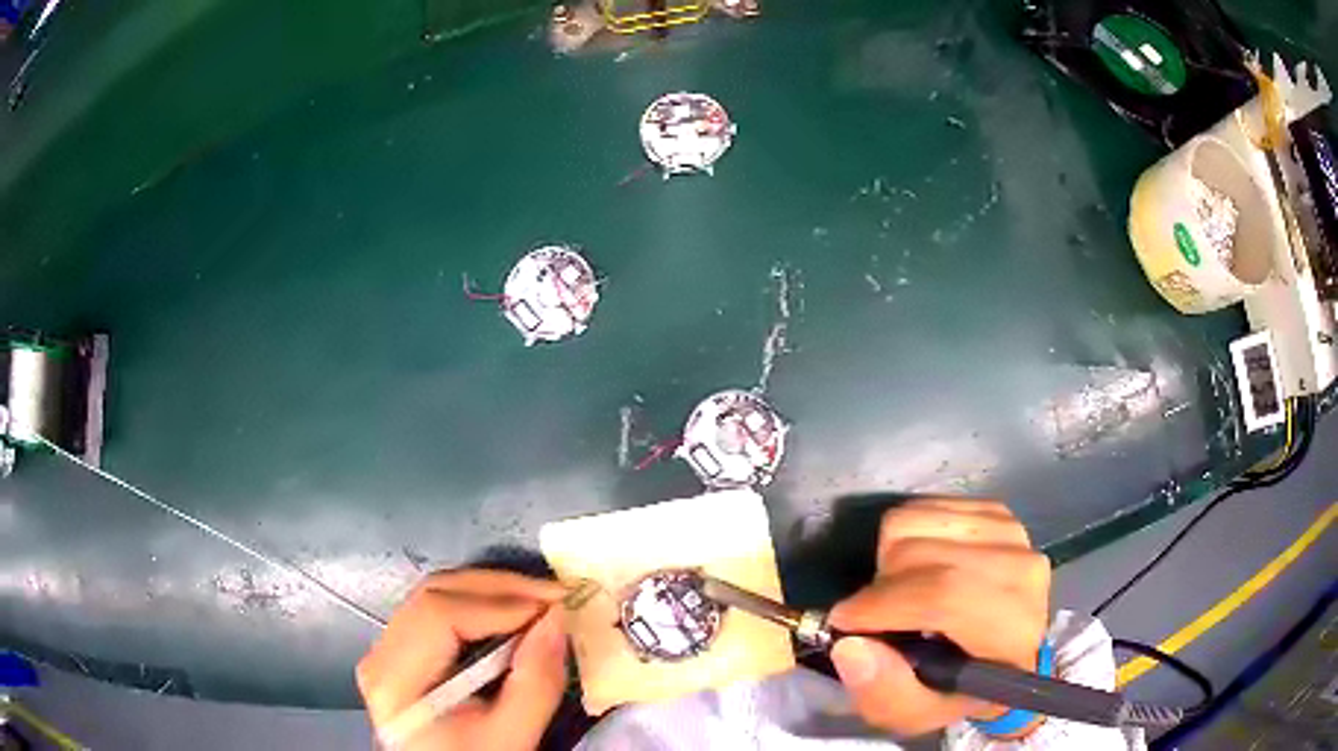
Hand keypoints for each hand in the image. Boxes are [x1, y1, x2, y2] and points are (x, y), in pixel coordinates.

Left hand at [356, 569, 568, 750]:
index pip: (438, 614)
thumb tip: (557, 619)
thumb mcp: (511, 738)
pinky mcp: (399, 651)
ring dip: (491, 593)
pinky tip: (511, 617)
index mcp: (396, 681)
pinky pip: (436, 610)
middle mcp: (379, 654)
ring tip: (539, 603)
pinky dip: (478, 606)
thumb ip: (535, 683)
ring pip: (435, 595)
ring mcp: (385, 649)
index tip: (554, 607)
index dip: (499, 602)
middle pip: (434, 594)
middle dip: (500, 588)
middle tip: (554, 596)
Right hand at [828, 499, 1050, 737]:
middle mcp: (1022, 570)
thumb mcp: (917, 714)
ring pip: (916, 521)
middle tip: (876, 615)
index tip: (843, 622)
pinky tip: (917, 567)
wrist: (1007, 652)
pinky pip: (924, 506)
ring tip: (899, 591)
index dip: (884, 604)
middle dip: (880, 585)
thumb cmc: (959, 690)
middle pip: (923, 552)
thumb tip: (849, 645)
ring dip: (888, 558)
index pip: (945, 596)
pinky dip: (904, 536)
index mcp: (1012, 631)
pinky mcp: (996, 512)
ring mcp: (1011, 533)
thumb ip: (884, 693)